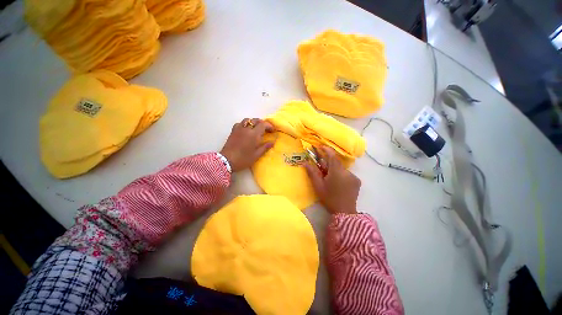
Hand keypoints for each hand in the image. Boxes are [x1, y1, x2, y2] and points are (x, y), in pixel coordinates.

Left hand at [220, 118, 274, 171]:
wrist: (227, 161)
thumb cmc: (243, 159)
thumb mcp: (256, 155)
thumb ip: (265, 147)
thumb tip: (272, 142)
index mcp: (254, 134)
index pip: (263, 125)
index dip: (269, 126)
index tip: (272, 131)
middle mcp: (246, 129)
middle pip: (256, 120)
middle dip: (262, 123)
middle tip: (266, 130)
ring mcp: (239, 129)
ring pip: (247, 120)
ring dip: (253, 122)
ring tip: (256, 128)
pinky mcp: (233, 131)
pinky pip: (240, 123)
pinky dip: (245, 124)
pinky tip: (246, 130)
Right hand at [304, 147, 359, 214]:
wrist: (345, 212)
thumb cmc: (329, 198)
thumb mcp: (318, 186)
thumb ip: (312, 172)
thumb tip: (304, 162)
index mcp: (337, 172)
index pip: (332, 156)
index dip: (326, 150)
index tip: (320, 147)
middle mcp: (347, 172)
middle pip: (336, 163)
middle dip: (328, 163)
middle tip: (322, 169)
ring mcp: (354, 176)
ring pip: (341, 169)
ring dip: (335, 170)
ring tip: (330, 179)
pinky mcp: (357, 181)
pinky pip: (347, 174)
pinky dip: (341, 175)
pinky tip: (338, 184)